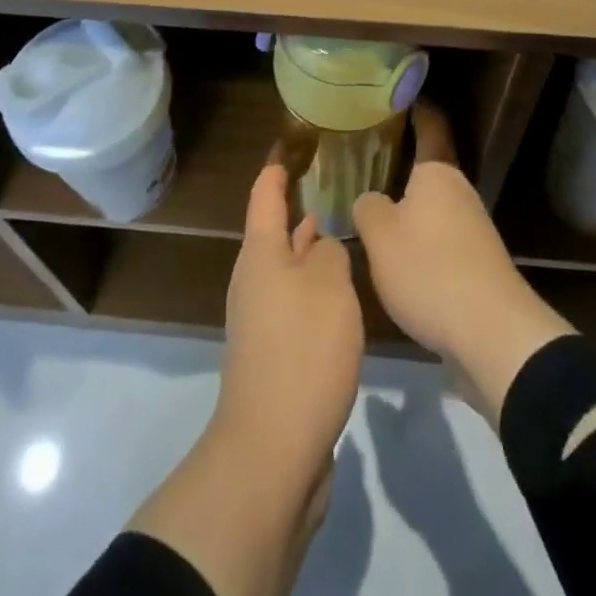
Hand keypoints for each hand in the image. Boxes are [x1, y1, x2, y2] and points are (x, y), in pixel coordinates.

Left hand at [215, 164, 364, 483]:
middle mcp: (255, 281)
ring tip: (338, 231)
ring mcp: (261, 321)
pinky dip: (315, 289)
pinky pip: (295, 304)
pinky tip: (340, 296)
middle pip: (274, 234)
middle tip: (328, 185)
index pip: (266, 196)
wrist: (273, 450)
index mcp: (261, 254)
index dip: (277, 169)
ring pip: (287, 270)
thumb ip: (331, 254)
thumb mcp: (329, 287)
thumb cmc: (302, 351)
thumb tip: (322, 248)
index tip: (289, 145)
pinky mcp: (274, 355)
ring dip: (309, 251)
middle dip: (297, 210)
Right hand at [354, 104, 574, 425]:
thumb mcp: (379, 236)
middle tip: (362, 163)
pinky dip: (420, 239)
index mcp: (437, 173)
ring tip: (372, 211)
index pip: (428, 126)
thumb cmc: (429, 269)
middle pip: (426, 170)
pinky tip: (398, 256)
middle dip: (399, 167)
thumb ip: (366, 207)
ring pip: (432, 206)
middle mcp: (459, 191)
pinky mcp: (478, 262)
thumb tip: (369, 199)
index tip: (395, 97)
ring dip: (408, 208)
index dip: (415, 110)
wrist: (492, 334)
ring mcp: (474, 227)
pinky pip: (441, 237)